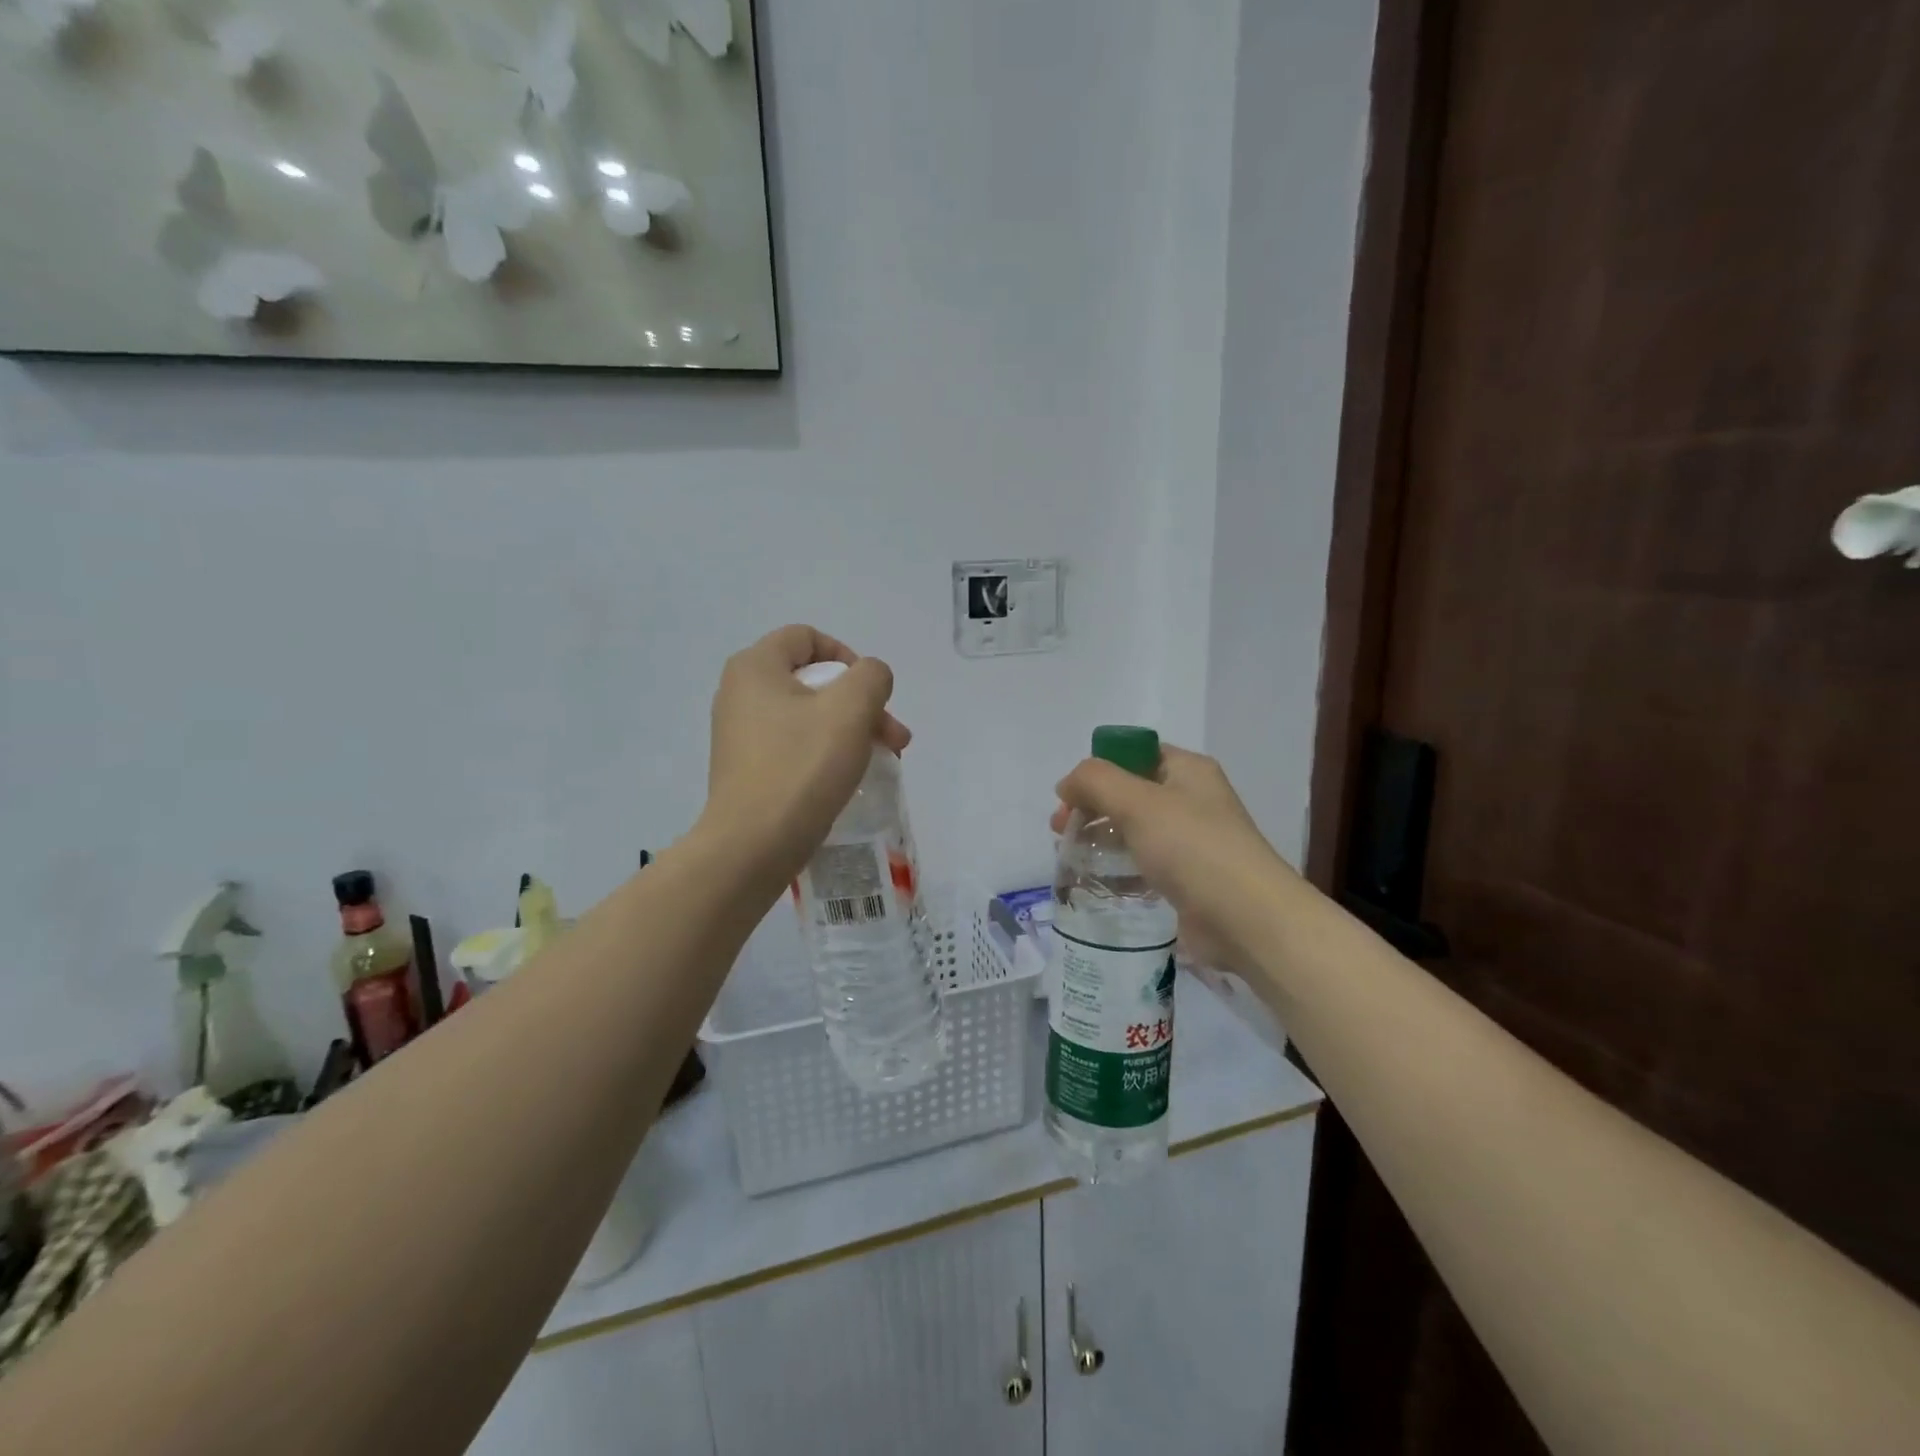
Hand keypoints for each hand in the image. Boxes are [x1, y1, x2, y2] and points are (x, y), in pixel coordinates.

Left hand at [703, 625, 909, 885]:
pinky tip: (851, 778)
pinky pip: (795, 745)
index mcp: (755, 667)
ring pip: (809, 716)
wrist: (753, 846)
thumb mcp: (850, 709)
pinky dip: (827, 753)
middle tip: (894, 738)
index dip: (848, 656)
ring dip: (852, 730)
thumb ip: (871, 676)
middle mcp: (740, 693)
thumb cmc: (801, 767)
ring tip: (885, 760)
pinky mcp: (748, 768)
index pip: (808, 637)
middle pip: (814, 680)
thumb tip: (869, 679)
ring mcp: (740, 734)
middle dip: (862, 704)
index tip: (872, 693)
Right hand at [1051, 746, 1296, 973]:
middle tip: (1060, 829)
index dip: (1098, 768)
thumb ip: (1095, 782)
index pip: (1134, 753)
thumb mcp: (1138, 802)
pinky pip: (1145, 862)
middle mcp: (1191, 799)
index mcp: (1187, 770)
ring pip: (1135, 828)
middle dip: (1092, 805)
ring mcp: (1191, 841)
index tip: (1067, 795)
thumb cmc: (1193, 849)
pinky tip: (1097, 880)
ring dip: (1102, 836)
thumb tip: (1067, 784)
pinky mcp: (1188, 878)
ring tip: (1070, 855)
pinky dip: (1120, 867)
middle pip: (1130, 791)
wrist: (1248, 920)